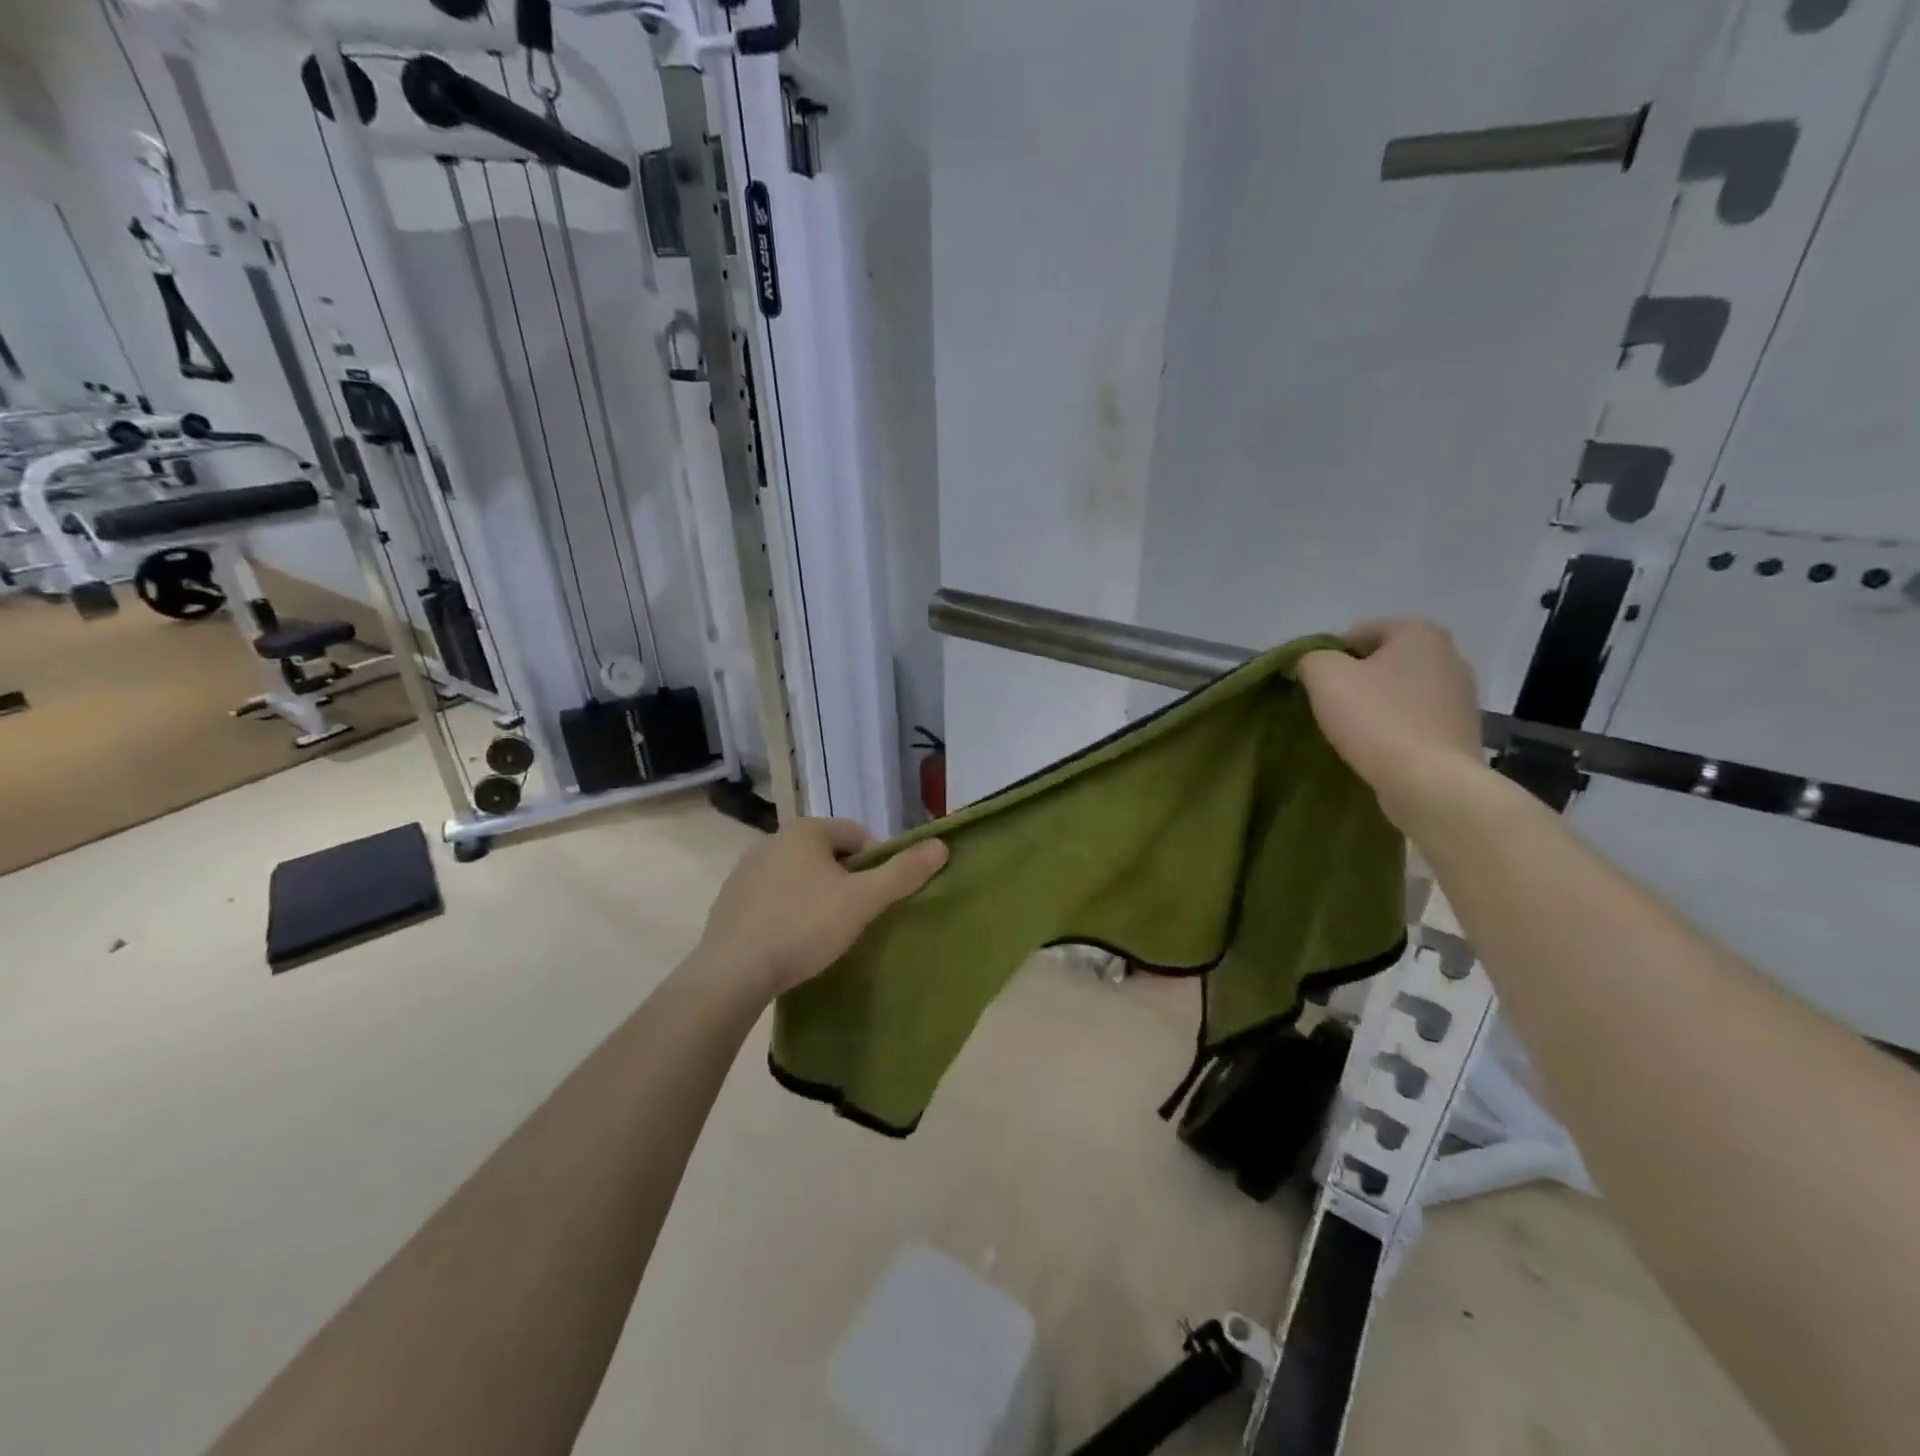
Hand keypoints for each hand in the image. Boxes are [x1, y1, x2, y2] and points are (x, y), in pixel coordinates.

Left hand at [695, 818, 948, 999]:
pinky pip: (773, 898)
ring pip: (800, 877)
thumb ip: (902, 873)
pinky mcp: (730, 900)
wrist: (732, 973)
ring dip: (817, 897)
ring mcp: (746, 870)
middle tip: (855, 919)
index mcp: (805, 830)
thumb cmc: (803, 927)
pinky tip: (792, 942)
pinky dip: (789, 912)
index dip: (876, 865)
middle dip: (846, 882)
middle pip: (828, 855)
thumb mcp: (862, 901)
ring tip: (824, 935)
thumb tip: (941, 846)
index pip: (857, 835)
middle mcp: (772, 840)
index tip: (878, 899)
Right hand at [1297, 617, 1485, 825]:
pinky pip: (1416, 717)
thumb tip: (1312, 663)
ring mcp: (1462, 694)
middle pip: (1382, 660)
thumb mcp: (1324, 676)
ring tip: (1354, 730)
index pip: (1357, 632)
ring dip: (1376, 703)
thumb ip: (1310, 658)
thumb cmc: (1376, 719)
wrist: (1430, 782)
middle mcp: (1450, 654)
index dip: (1329, 656)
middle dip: (1356, 678)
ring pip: (1400, 689)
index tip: (1317, 685)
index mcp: (1419, 632)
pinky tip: (1380, 746)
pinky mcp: (1462, 729)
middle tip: (1332, 706)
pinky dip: (1396, 725)